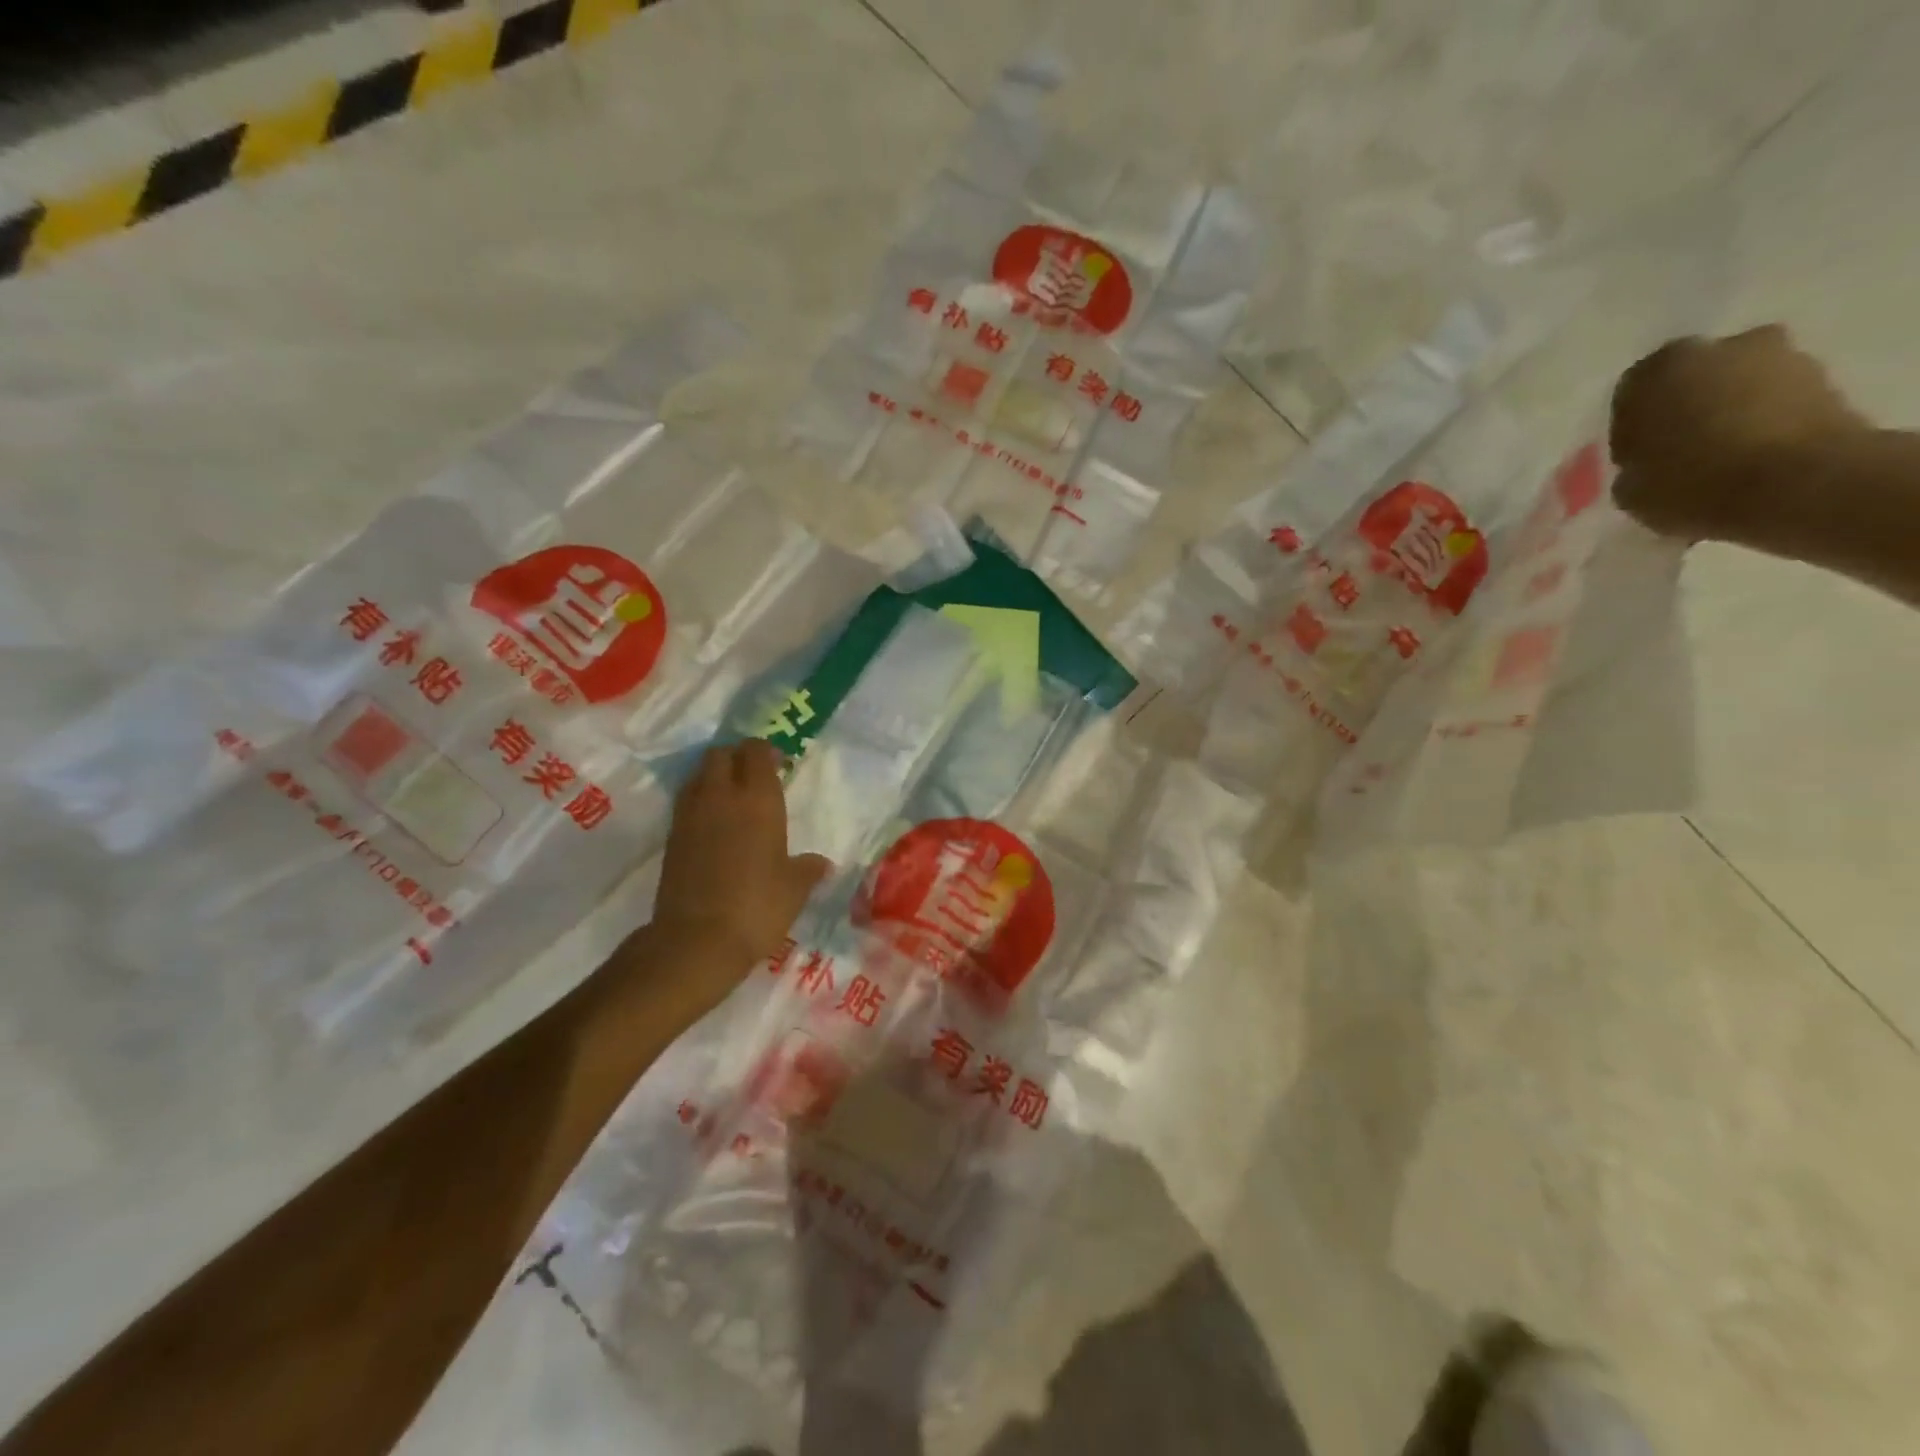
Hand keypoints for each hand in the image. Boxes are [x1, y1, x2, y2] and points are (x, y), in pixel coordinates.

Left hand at [651, 740, 830, 976]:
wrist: (696, 940)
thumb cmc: (757, 907)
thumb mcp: (795, 889)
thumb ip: (808, 868)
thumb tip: (822, 864)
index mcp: (758, 799)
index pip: (756, 752)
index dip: (766, 752)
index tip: (779, 764)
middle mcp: (721, 796)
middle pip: (720, 754)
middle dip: (736, 757)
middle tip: (753, 776)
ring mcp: (691, 814)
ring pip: (698, 774)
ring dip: (714, 776)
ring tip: (732, 798)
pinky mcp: (671, 837)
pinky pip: (686, 801)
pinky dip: (700, 801)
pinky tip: (714, 824)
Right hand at [1611, 325, 1868, 541]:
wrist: (1797, 484)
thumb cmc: (1690, 483)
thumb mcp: (1630, 489)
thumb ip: (1635, 464)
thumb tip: (1650, 462)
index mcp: (1656, 371)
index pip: (1631, 396)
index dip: (1633, 429)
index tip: (1638, 458)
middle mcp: (1719, 348)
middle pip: (1693, 380)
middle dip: (1688, 409)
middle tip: (1682, 452)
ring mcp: (1782, 356)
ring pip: (1740, 386)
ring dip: (1732, 412)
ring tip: (1725, 460)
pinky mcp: (1827, 377)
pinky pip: (1779, 401)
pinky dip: (1768, 423)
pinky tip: (1758, 459)